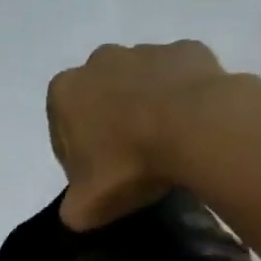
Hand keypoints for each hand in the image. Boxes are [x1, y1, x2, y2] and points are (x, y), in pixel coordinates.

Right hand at [47, 39, 227, 231]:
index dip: (79, 156)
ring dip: (146, 108)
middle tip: (131, 160)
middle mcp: (99, 62)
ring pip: (139, 84)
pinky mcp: (187, 50)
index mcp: (64, 93)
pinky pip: (179, 77)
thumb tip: (78, 210)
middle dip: (110, 123)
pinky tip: (192, 125)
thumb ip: (73, 209)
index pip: (62, 129)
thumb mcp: (86, 206)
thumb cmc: (128, 164)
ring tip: (167, 144)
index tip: (100, 177)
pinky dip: (182, 97)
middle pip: (99, 99)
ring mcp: (146, 51)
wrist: (198, 129)